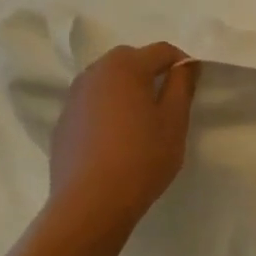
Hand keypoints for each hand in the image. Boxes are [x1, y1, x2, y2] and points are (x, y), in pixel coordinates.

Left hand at [47, 43, 199, 236]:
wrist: (90, 204)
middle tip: (167, 102)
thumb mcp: (175, 121)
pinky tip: (116, 138)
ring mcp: (73, 97)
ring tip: (141, 119)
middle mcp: (95, 73)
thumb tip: (185, 65)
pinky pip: (92, 102)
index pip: (162, 51)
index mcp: (125, 67)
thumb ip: (182, 85)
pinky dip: (107, 108)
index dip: (182, 64)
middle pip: (130, 59)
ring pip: (108, 80)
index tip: (192, 88)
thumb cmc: (141, 158)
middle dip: (151, 72)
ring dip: (127, 89)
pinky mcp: (63, 122)